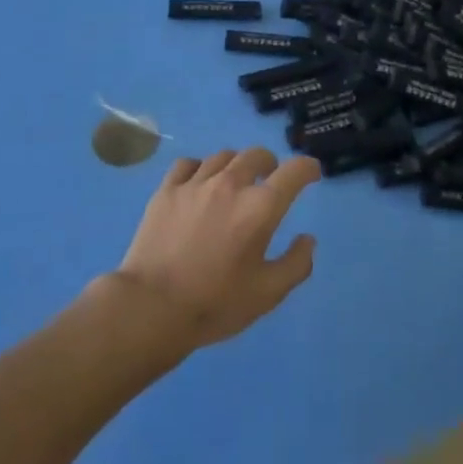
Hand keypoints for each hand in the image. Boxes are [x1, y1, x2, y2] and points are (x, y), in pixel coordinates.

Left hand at [112, 147, 319, 348]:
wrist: (151, 308)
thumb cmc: (214, 304)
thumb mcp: (267, 294)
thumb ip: (296, 264)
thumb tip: (308, 239)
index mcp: (259, 208)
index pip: (294, 171)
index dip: (308, 168)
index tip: (311, 173)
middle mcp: (230, 185)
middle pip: (257, 155)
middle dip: (270, 164)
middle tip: (270, 179)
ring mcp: (195, 184)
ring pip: (223, 156)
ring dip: (237, 165)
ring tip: (235, 181)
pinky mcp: (166, 190)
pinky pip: (188, 164)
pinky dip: (201, 168)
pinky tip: (199, 183)